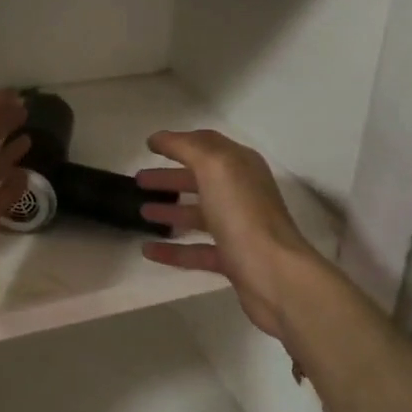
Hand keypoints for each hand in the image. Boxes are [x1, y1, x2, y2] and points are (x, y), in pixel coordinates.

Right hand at [136, 129, 317, 340]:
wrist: (273, 273)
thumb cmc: (242, 213)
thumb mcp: (214, 167)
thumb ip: (186, 147)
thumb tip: (160, 138)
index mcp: (241, 166)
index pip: (207, 145)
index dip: (178, 142)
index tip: (149, 147)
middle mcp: (242, 193)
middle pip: (200, 180)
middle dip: (169, 178)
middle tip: (138, 181)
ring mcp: (237, 228)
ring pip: (198, 214)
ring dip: (169, 211)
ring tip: (141, 211)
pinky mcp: (232, 259)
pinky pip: (196, 250)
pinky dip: (172, 250)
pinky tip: (148, 251)